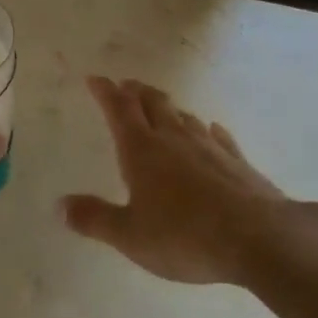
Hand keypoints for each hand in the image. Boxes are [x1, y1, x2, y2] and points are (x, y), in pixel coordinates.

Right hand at [60, 77, 302, 284]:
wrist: (258, 239)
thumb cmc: (184, 236)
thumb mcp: (129, 235)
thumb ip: (95, 219)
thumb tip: (60, 205)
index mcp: (142, 150)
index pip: (119, 110)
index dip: (105, 92)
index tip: (95, 79)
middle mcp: (174, 139)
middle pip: (153, 104)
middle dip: (136, 92)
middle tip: (126, 85)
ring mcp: (209, 148)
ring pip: (185, 117)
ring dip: (170, 109)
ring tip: (162, 107)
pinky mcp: (238, 163)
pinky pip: (218, 138)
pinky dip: (208, 131)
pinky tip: (212, 131)